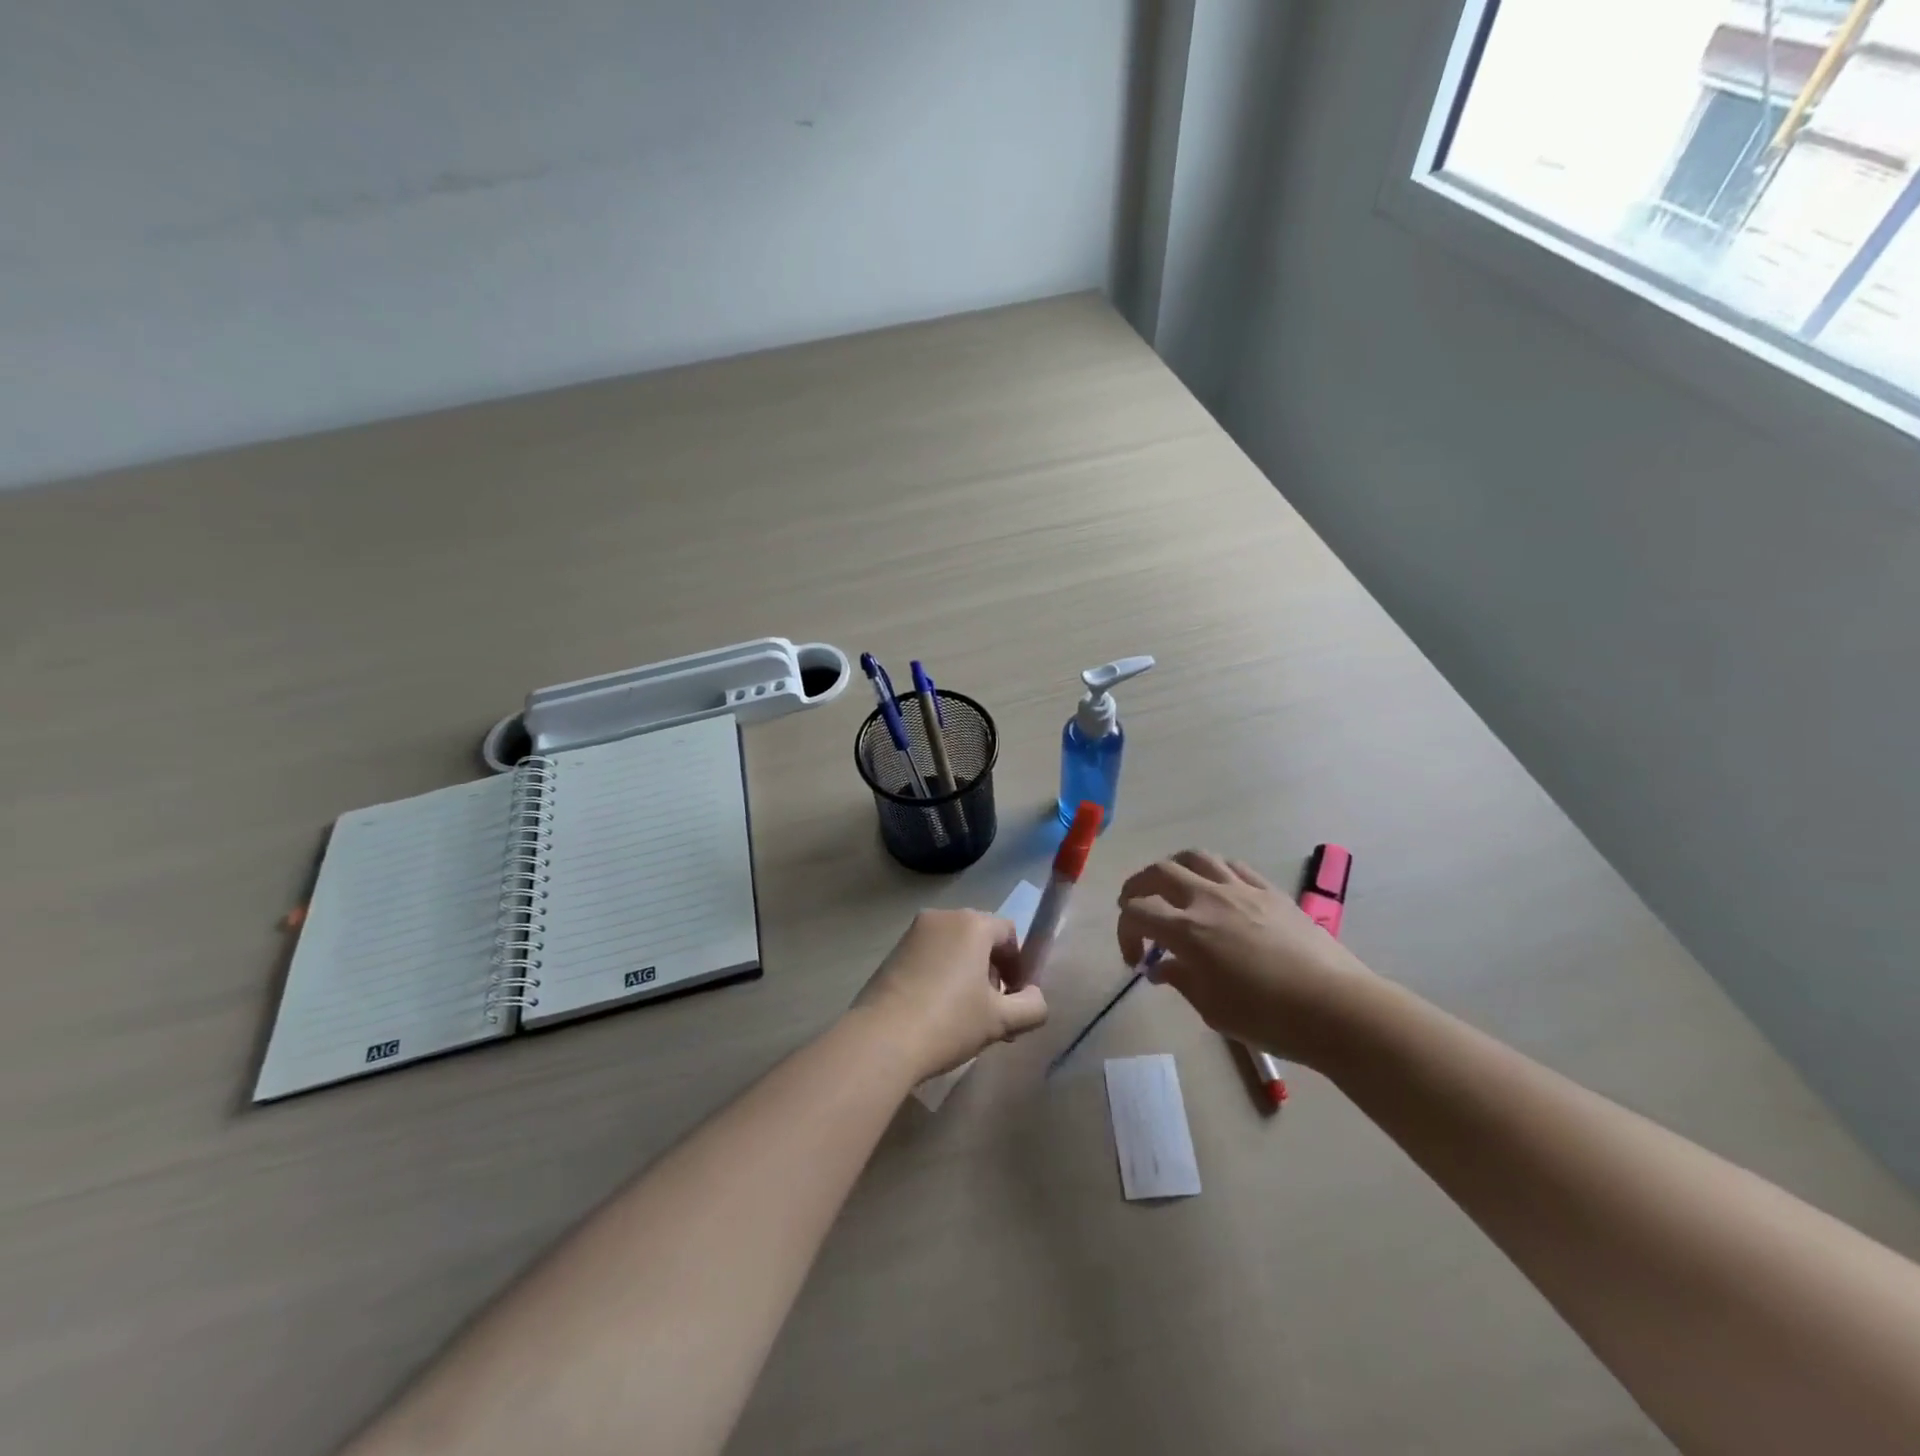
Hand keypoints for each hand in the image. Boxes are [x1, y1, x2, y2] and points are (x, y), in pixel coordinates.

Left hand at [851, 909, 1048, 1082]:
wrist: (881, 1039)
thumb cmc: (949, 1022)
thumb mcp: (1001, 1021)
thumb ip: (1032, 1006)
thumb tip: (1034, 997)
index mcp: (972, 923)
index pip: (1009, 934)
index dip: (1018, 966)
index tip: (1013, 1000)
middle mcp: (943, 917)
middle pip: (980, 938)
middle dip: (992, 971)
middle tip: (992, 1012)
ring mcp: (913, 932)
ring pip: (954, 948)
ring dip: (966, 975)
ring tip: (963, 1017)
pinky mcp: (892, 951)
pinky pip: (930, 956)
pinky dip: (941, 975)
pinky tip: (936, 1012)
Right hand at [1117, 850, 1370, 1064]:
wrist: (1336, 1009)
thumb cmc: (1269, 1018)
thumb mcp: (1213, 1009)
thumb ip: (1181, 980)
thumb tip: (1160, 968)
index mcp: (1187, 930)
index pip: (1137, 912)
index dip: (1125, 932)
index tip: (1135, 959)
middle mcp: (1208, 899)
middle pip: (1159, 872)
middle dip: (1137, 887)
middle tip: (1135, 906)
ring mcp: (1241, 890)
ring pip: (1195, 858)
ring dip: (1173, 869)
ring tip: (1171, 887)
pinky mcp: (1270, 891)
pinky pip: (1232, 866)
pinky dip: (1212, 872)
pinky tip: (1216, 890)